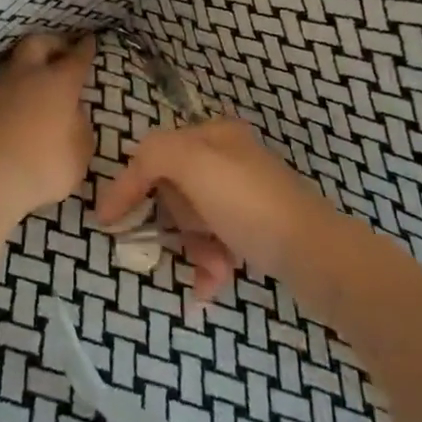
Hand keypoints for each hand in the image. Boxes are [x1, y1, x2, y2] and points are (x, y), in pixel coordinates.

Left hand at [0, 33, 95, 216]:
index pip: (77, 58)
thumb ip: (79, 128)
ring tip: (21, 83)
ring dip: (17, 71)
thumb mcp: (78, 155)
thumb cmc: (40, 169)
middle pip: (37, 43)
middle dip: (51, 43)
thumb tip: (73, 113)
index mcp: (59, 84)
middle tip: (58, 50)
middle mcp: (24, 75)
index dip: (85, 48)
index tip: (89, 40)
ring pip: (5, 65)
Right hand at [94, 118, 329, 300]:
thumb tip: (128, 179)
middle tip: (190, 239)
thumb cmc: (248, 205)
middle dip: (176, 223)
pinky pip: (214, 243)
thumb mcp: (193, 164)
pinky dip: (208, 264)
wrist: (315, 254)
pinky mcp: (255, 228)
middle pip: (172, 190)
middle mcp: (228, 158)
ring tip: (214, 269)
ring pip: (192, 221)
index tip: (107, 221)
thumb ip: (153, 155)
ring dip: (194, 248)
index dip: (129, 184)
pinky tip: (211, 286)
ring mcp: (243, 195)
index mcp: (213, 135)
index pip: (153, 153)